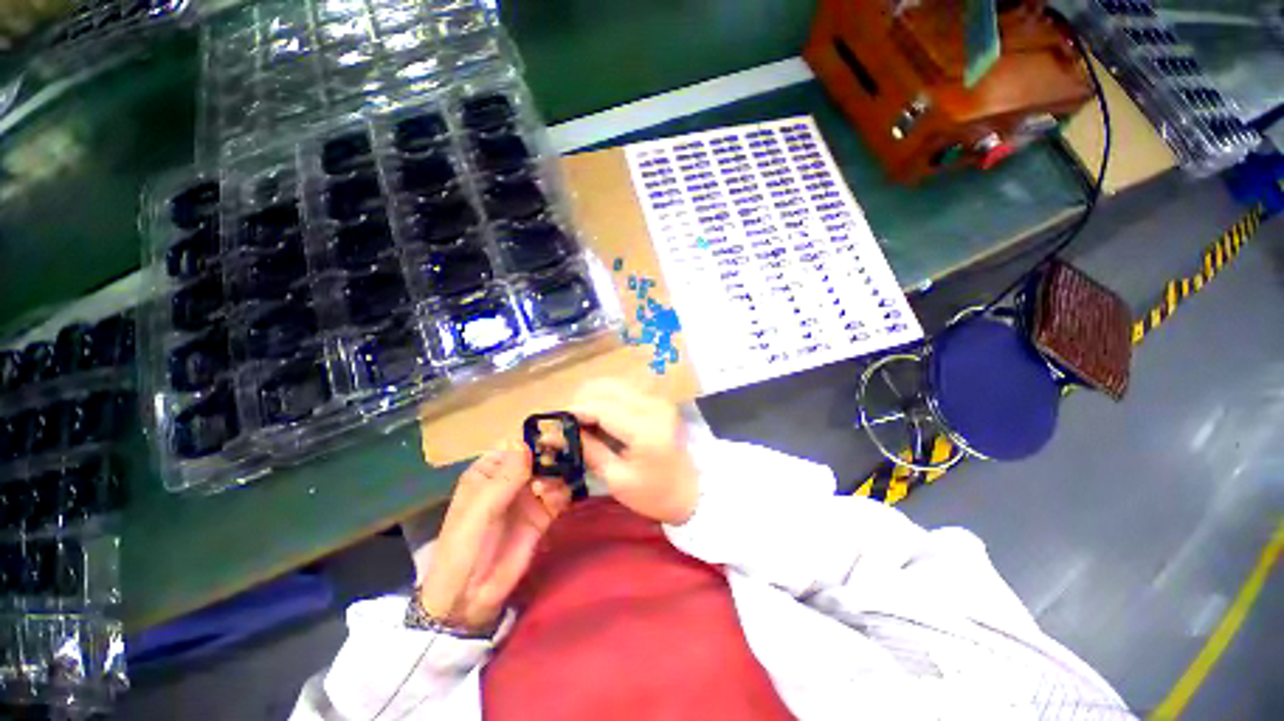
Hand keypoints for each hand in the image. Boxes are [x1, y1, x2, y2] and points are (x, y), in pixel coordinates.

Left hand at [416, 442, 570, 631]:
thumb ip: (506, 476)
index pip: (516, 443)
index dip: (536, 437)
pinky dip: (562, 493)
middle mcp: (512, 478)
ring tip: (553, 487)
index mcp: (489, 470)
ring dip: (559, 474)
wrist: (469, 597)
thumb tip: (526, 441)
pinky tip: (556, 500)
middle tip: (567, 457)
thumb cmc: (464, 547)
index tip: (558, 434)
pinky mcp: (543, 514)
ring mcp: (529, 496)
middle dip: (554, 454)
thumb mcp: (481, 510)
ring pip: (553, 472)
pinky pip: (560, 494)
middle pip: (540, 455)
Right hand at [570, 380, 698, 524]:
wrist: (694, 491)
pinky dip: (608, 399)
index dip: (575, 412)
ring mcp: (658, 399)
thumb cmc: (654, 494)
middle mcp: (653, 405)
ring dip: (594, 397)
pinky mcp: (659, 400)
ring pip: (615, 384)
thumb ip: (589, 450)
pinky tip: (601, 417)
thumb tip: (559, 434)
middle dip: (582, 401)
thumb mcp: (617, 479)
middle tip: (569, 424)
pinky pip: (626, 390)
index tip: (556, 423)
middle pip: (607, 387)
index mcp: (645, 428)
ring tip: (583, 421)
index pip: (601, 407)